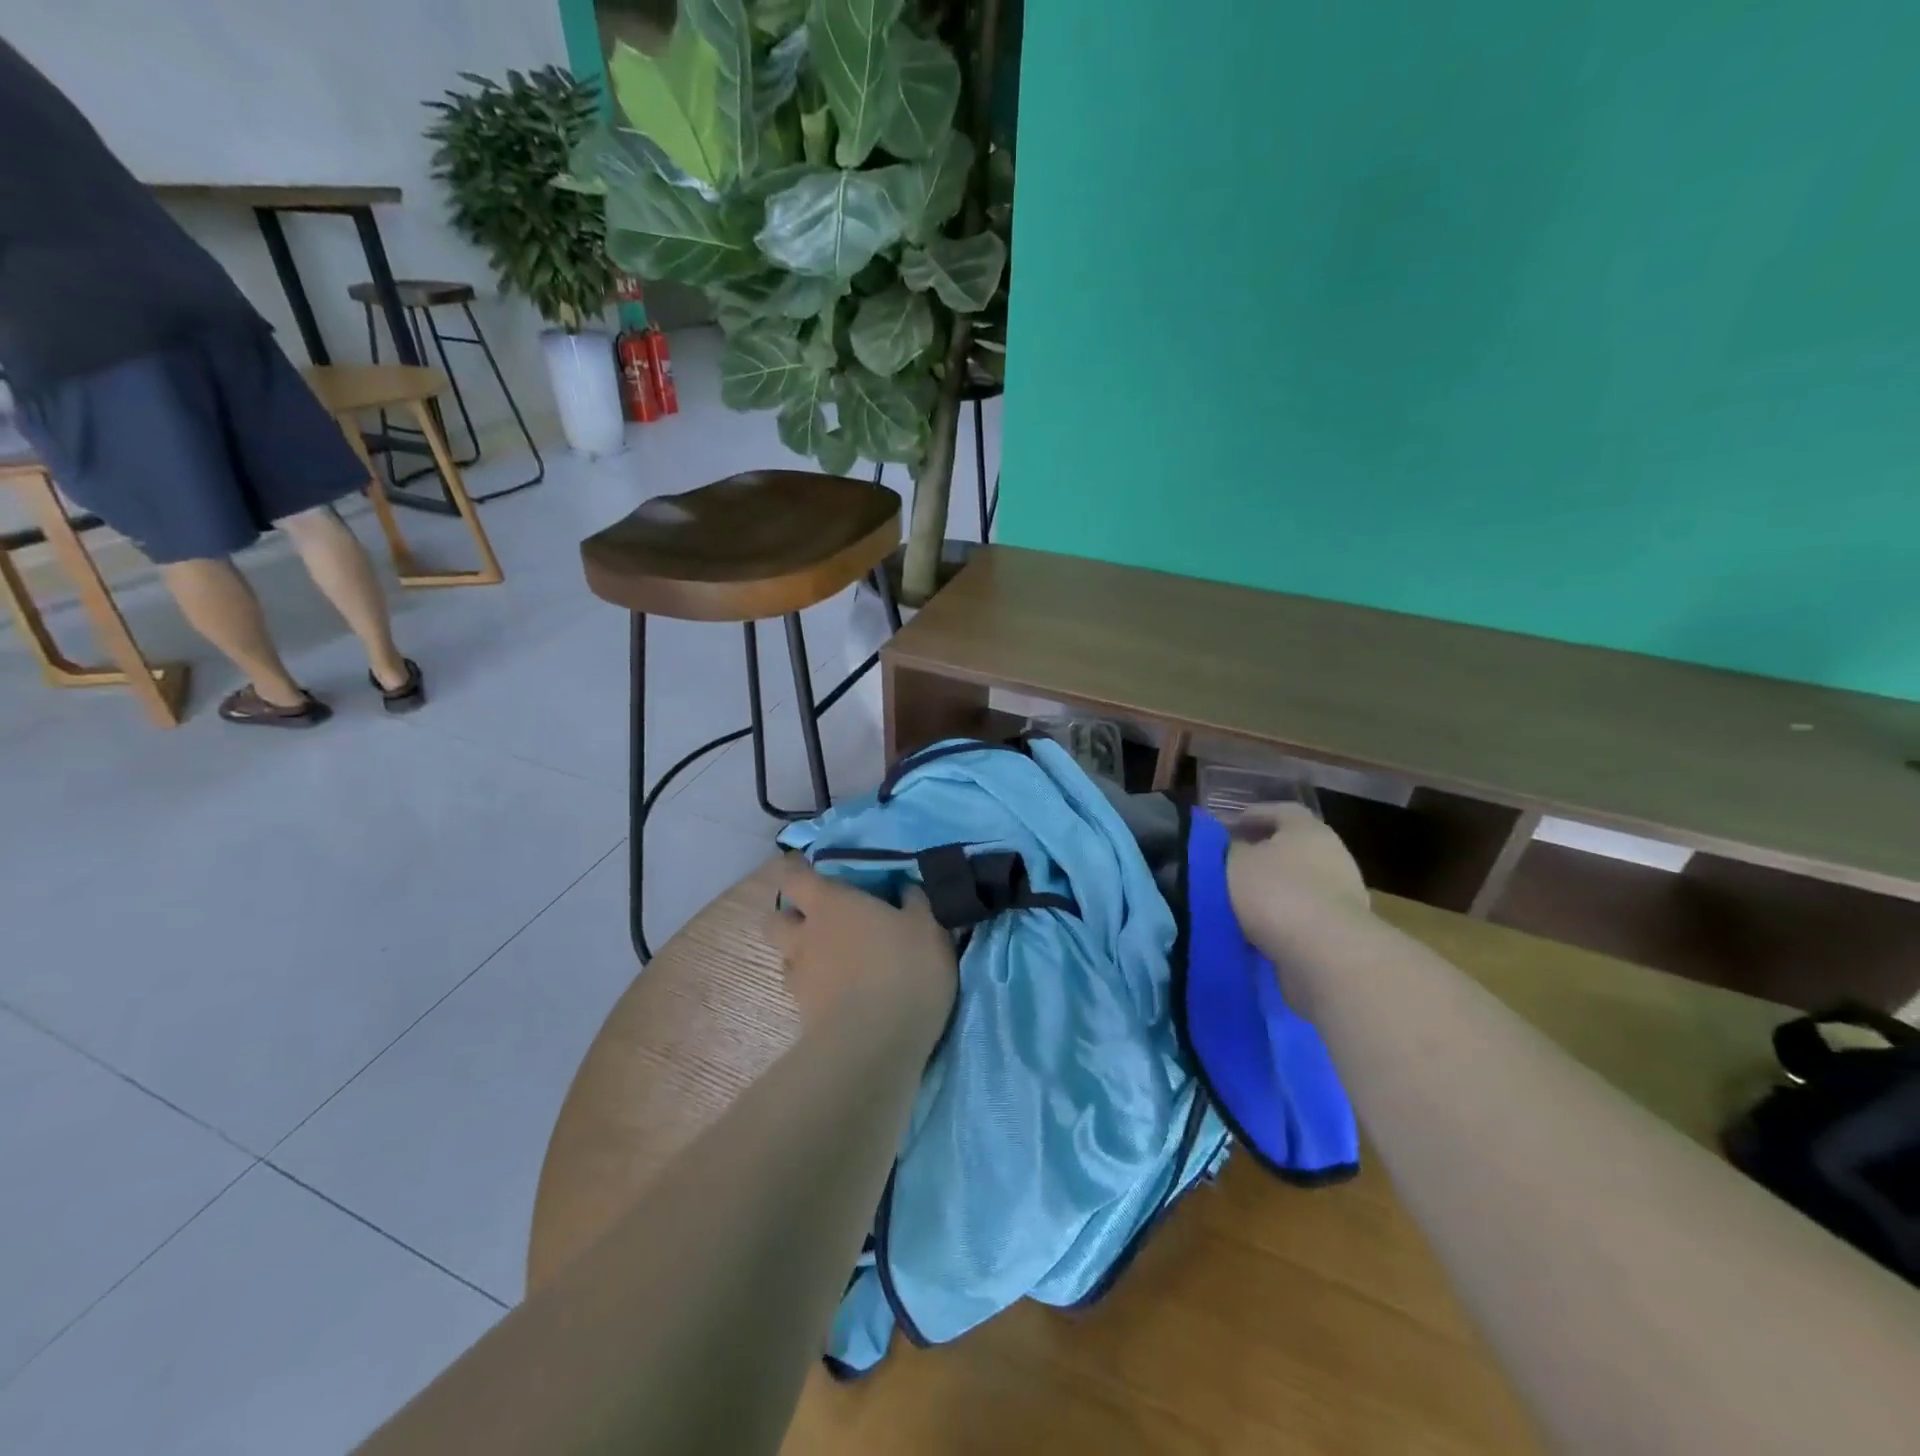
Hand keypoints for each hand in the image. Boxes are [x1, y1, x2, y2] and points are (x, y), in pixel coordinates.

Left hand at [767, 856, 958, 1040]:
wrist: (876, 1044)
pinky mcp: (803, 1016)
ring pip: (785, 958)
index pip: (794, 877)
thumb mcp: (929, 927)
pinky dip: (814, 989)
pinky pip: (801, 992)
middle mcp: (805, 936)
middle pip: (774, 919)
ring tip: (831, 961)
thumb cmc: (904, 969)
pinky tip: (840, 994)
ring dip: (800, 955)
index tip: (808, 868)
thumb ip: (915, 902)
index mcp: (830, 904)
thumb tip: (906, 888)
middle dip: (789, 916)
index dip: (796, 870)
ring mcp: (800, 979)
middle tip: (818, 919)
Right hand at [1225, 803, 1371, 954]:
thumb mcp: (1237, 862)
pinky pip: (1304, 915)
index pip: (1279, 811)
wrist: (1326, 954)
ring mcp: (1343, 894)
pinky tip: (1259, 927)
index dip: (1251, 816)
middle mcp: (1333, 855)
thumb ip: (1232, 849)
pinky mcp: (1343, 929)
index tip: (1225, 828)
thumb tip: (1236, 847)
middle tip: (1232, 863)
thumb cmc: (1278, 892)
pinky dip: (1283, 917)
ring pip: (1299, 883)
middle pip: (1293, 847)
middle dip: (1263, 854)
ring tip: (1240, 900)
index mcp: (1308, 829)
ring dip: (1274, 889)